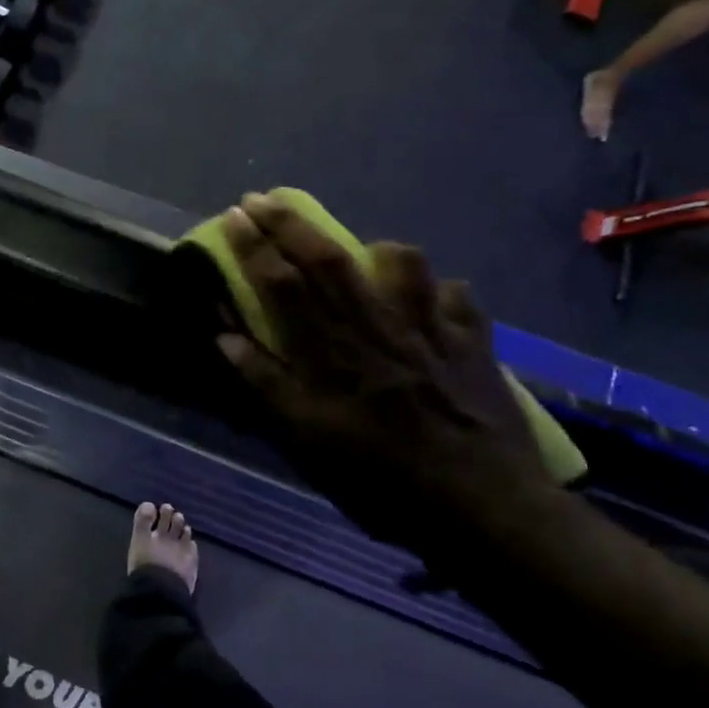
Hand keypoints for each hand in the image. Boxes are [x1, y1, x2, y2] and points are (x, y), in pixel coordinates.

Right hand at [215, 195, 544, 530]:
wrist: (483, 509)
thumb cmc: (381, 480)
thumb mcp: (307, 442)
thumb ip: (267, 385)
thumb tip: (226, 340)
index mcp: (331, 352)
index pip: (282, 284)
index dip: (254, 246)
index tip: (233, 215)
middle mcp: (377, 327)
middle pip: (328, 260)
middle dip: (291, 223)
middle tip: (264, 198)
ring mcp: (430, 331)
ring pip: (404, 265)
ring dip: (376, 249)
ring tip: (367, 253)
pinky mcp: (474, 345)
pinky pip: (460, 299)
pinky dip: (443, 292)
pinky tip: (436, 303)